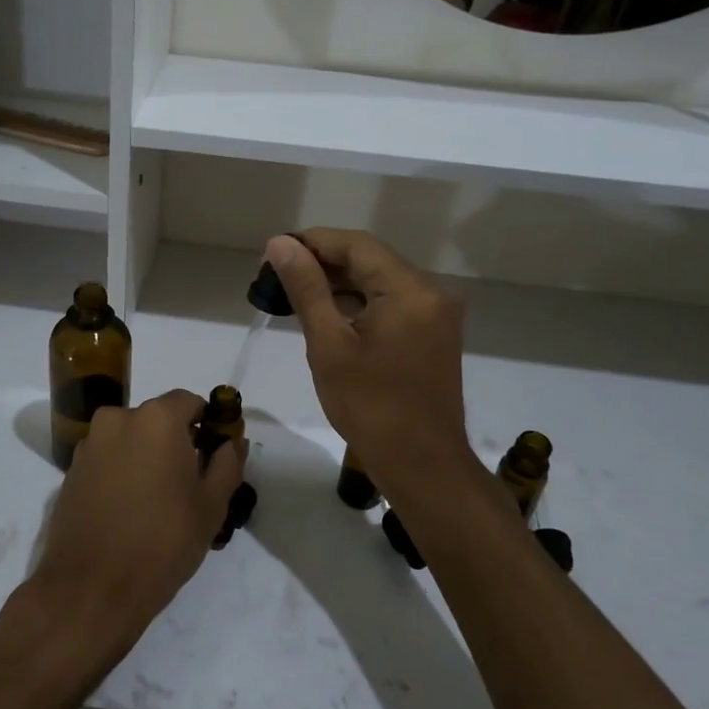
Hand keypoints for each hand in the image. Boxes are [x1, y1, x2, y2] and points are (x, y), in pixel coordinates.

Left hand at [30, 390, 246, 661]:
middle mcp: (117, 419)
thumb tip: (233, 441)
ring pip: (129, 440)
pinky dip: (121, 473)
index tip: (214, 453)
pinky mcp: (70, 472)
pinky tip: (129, 510)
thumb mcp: (211, 505)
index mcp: (155, 419)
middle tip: (188, 482)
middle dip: (175, 442)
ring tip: (157, 501)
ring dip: (145, 457)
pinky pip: (107, 460)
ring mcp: (89, 445)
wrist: (91, 589)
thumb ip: (227, 464)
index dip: (206, 423)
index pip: (189, 402)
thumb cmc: (162, 542)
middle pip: (156, 420)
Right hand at [265, 231, 478, 501]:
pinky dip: (359, 304)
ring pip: (380, 282)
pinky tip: (326, 313)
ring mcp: (436, 315)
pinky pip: (391, 304)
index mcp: (409, 290)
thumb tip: (280, 244)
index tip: (273, 252)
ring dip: (339, 284)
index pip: (356, 245)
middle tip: (276, 276)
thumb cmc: (370, 408)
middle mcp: (430, 293)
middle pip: (370, 260)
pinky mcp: (433, 335)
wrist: (422, 466)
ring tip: (292, 293)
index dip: (312, 242)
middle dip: (323, 263)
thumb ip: (307, 289)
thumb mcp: (329, 345)